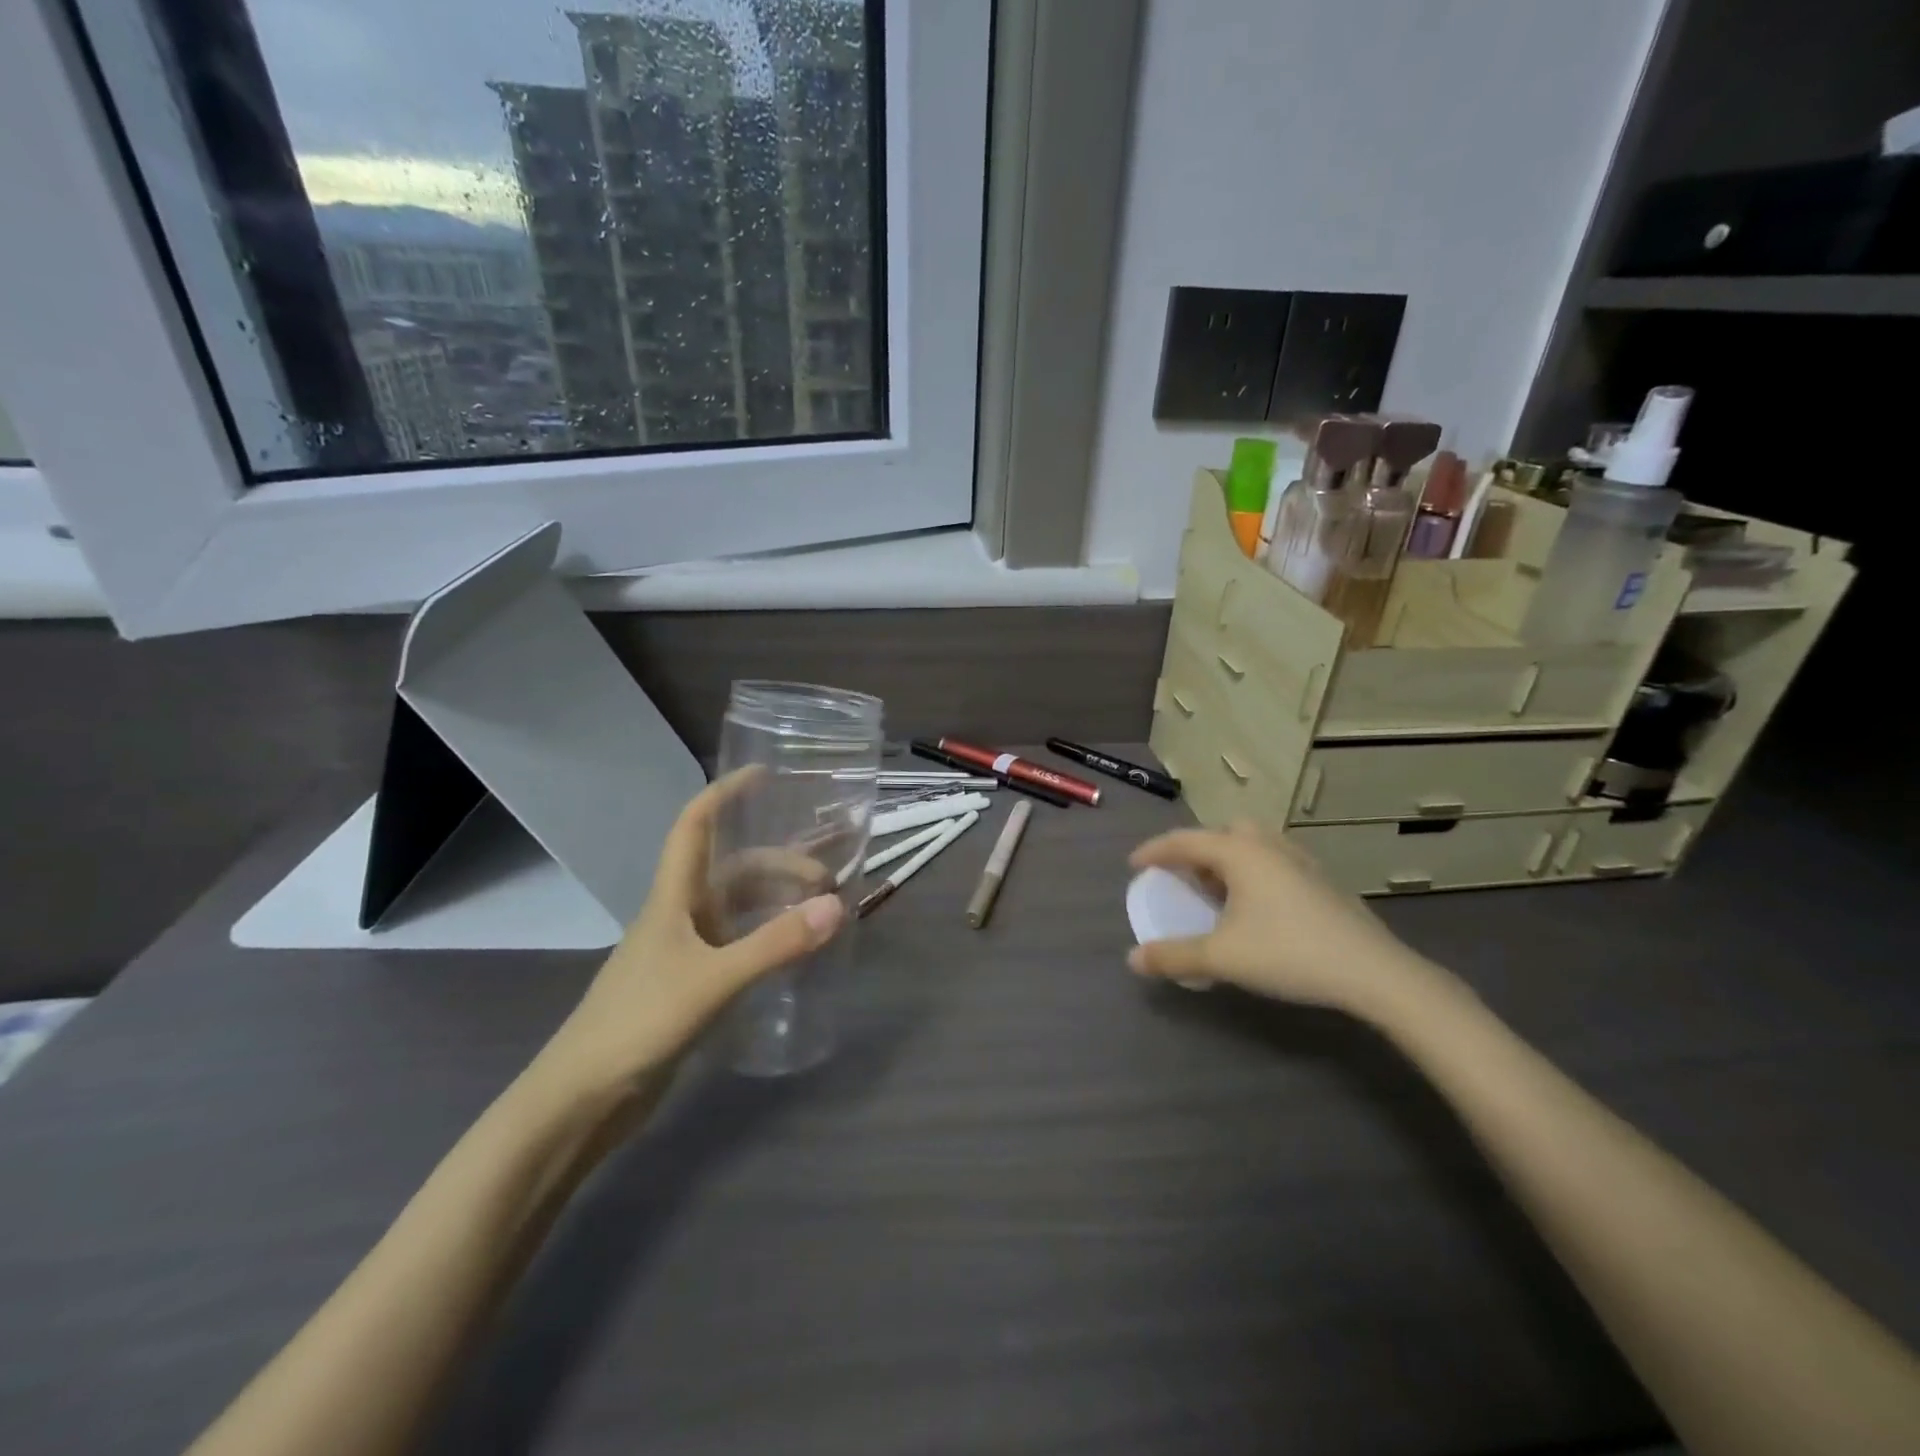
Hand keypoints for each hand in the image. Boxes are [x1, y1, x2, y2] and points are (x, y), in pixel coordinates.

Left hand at [537, 768, 844, 1095]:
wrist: (581, 1099)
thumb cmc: (638, 1023)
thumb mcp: (712, 980)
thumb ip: (774, 945)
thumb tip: (837, 906)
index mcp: (672, 898)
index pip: (694, 826)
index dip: (724, 793)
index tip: (763, 774)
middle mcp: (678, 915)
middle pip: (732, 870)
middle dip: (780, 864)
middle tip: (827, 880)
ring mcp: (682, 952)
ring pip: (737, 909)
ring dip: (776, 902)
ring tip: (820, 913)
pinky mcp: (688, 986)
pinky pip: (737, 945)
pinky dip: (767, 939)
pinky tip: (792, 953)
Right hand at [1127, 821, 1436, 1014]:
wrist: (1373, 972)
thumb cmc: (1289, 954)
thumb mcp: (1222, 958)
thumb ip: (1173, 956)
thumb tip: (1132, 960)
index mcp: (1239, 852)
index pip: (1185, 840)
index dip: (1155, 851)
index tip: (1134, 865)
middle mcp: (1268, 845)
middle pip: (1222, 832)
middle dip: (1197, 850)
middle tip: (1184, 876)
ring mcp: (1301, 860)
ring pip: (1253, 845)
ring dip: (1228, 860)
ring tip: (1218, 891)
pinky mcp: (1322, 880)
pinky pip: (1274, 861)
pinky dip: (1253, 872)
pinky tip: (1258, 906)